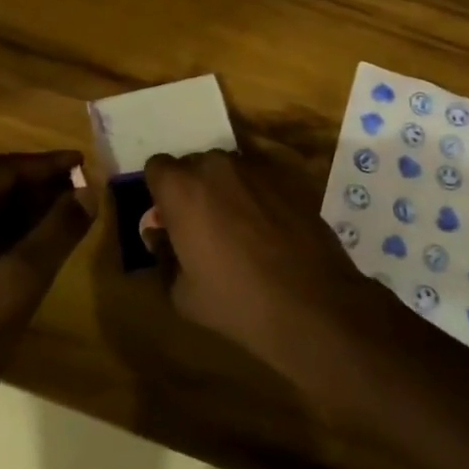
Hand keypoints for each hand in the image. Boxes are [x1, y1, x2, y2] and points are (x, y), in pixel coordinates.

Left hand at [0, 151, 92, 417]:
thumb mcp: (23, 277)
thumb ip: (60, 229)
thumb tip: (89, 192)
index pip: (5, 168)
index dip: (49, 165)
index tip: (86, 164)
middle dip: (41, 188)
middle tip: (84, 194)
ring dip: (28, 212)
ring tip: (70, 217)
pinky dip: (10, 234)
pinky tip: (39, 246)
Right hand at [143, 147, 380, 383]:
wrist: (312, 303)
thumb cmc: (237, 301)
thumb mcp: (182, 293)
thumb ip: (163, 255)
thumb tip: (160, 236)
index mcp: (181, 188)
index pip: (156, 167)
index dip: (161, 193)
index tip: (170, 220)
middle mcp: (215, 165)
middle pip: (192, 165)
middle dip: (192, 189)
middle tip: (202, 227)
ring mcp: (255, 168)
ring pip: (227, 170)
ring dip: (224, 190)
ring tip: (239, 230)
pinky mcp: (287, 177)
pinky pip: (258, 179)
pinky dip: (256, 196)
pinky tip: (268, 230)